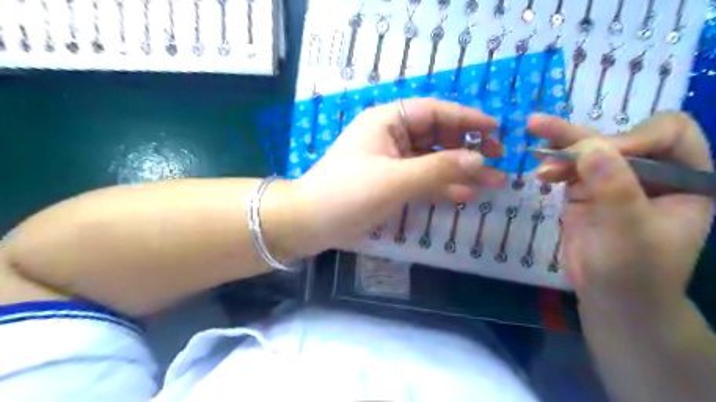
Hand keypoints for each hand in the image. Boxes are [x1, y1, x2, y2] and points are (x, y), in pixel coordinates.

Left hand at [290, 97, 501, 254]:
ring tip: (492, 182)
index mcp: (387, 121)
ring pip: (431, 160)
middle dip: (467, 148)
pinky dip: (441, 186)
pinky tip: (464, 195)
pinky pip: (420, 179)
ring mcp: (389, 161)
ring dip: (459, 170)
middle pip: (436, 136)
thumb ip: (439, 169)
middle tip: (499, 160)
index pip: (435, 112)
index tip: (496, 129)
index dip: (467, 119)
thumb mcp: (396, 180)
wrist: (309, 223)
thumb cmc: (349, 194)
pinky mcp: (388, 183)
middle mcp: (390, 136)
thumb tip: (480, 159)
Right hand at [528, 113, 712, 312]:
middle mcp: (651, 172)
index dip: (631, 139)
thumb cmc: (635, 271)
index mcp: (685, 177)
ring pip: (589, 149)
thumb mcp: (630, 231)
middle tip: (546, 141)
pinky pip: (568, 168)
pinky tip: (536, 163)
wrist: (611, 298)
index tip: (595, 159)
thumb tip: (590, 147)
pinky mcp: (585, 190)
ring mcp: (615, 180)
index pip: (666, 135)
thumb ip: (615, 188)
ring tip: (532, 126)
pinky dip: (552, 163)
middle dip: (583, 140)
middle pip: (619, 137)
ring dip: (561, 142)